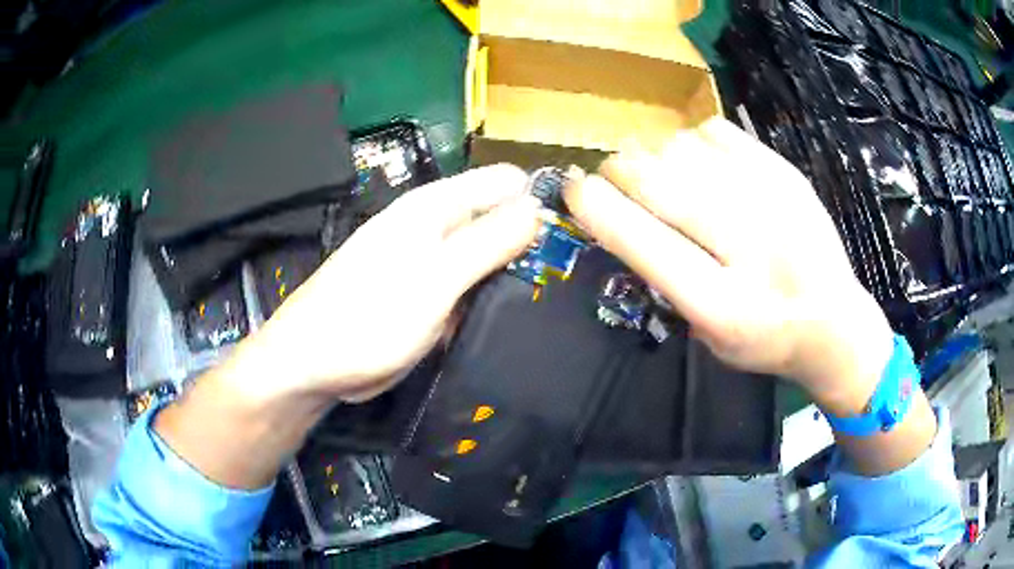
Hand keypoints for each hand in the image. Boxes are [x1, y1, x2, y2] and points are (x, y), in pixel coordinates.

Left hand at [234, 164, 540, 402]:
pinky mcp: (428, 296)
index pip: (503, 183)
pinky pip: (470, 289)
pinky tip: (511, 317)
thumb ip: (487, 242)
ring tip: (548, 299)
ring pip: (487, 258)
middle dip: (530, 242)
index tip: (576, 234)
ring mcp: (431, 265)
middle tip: (567, 277)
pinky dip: (489, 298)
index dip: (539, 200)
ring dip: (512, 274)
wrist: (314, 364)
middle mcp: (434, 228)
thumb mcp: (435, 278)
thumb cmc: (368, 317)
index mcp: (434, 208)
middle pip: (498, 220)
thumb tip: (537, 209)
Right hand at [564, 117, 894, 415]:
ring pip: (685, 149)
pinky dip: (694, 142)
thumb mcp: (705, 333)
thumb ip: (663, 277)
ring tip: (664, 175)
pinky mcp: (787, 173)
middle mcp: (752, 248)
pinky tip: (703, 164)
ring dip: (657, 156)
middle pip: (663, 185)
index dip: (600, 210)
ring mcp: (775, 202)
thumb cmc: (763, 338)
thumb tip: (618, 209)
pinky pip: (716, 132)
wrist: (834, 320)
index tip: (575, 189)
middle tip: (612, 173)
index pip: (647, 245)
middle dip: (621, 170)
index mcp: (724, 306)